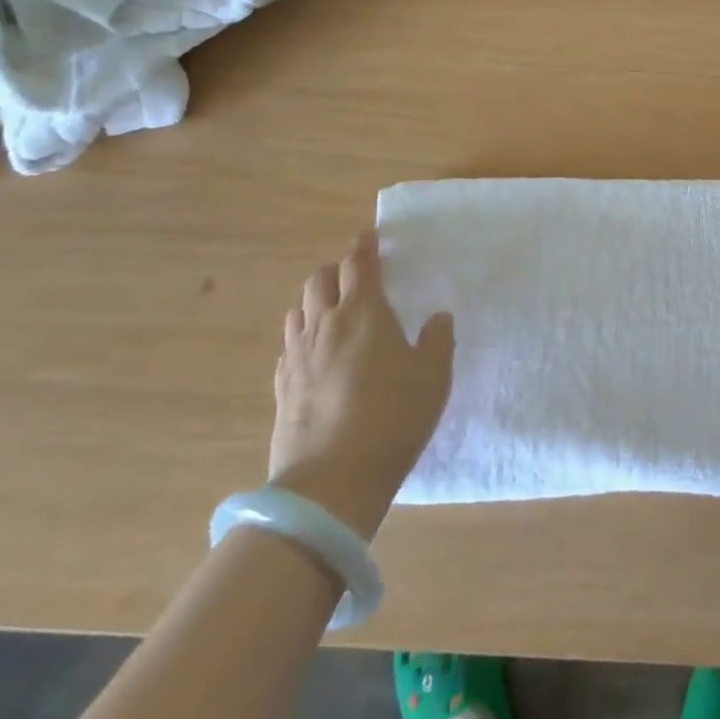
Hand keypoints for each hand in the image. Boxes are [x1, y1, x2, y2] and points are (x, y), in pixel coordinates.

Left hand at [267, 231, 454, 538]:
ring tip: (334, 312)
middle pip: (319, 280)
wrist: (331, 482)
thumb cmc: (393, 417)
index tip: (370, 237)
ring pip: (298, 311)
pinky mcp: (282, 388)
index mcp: (363, 313)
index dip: (365, 246)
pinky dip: (303, 337)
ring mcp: (297, 357)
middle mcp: (324, 325)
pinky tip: (316, 354)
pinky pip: (289, 347)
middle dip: (337, 270)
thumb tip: (437, 318)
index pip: (359, 264)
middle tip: (356, 276)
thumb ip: (437, 340)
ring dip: (315, 302)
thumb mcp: (433, 377)